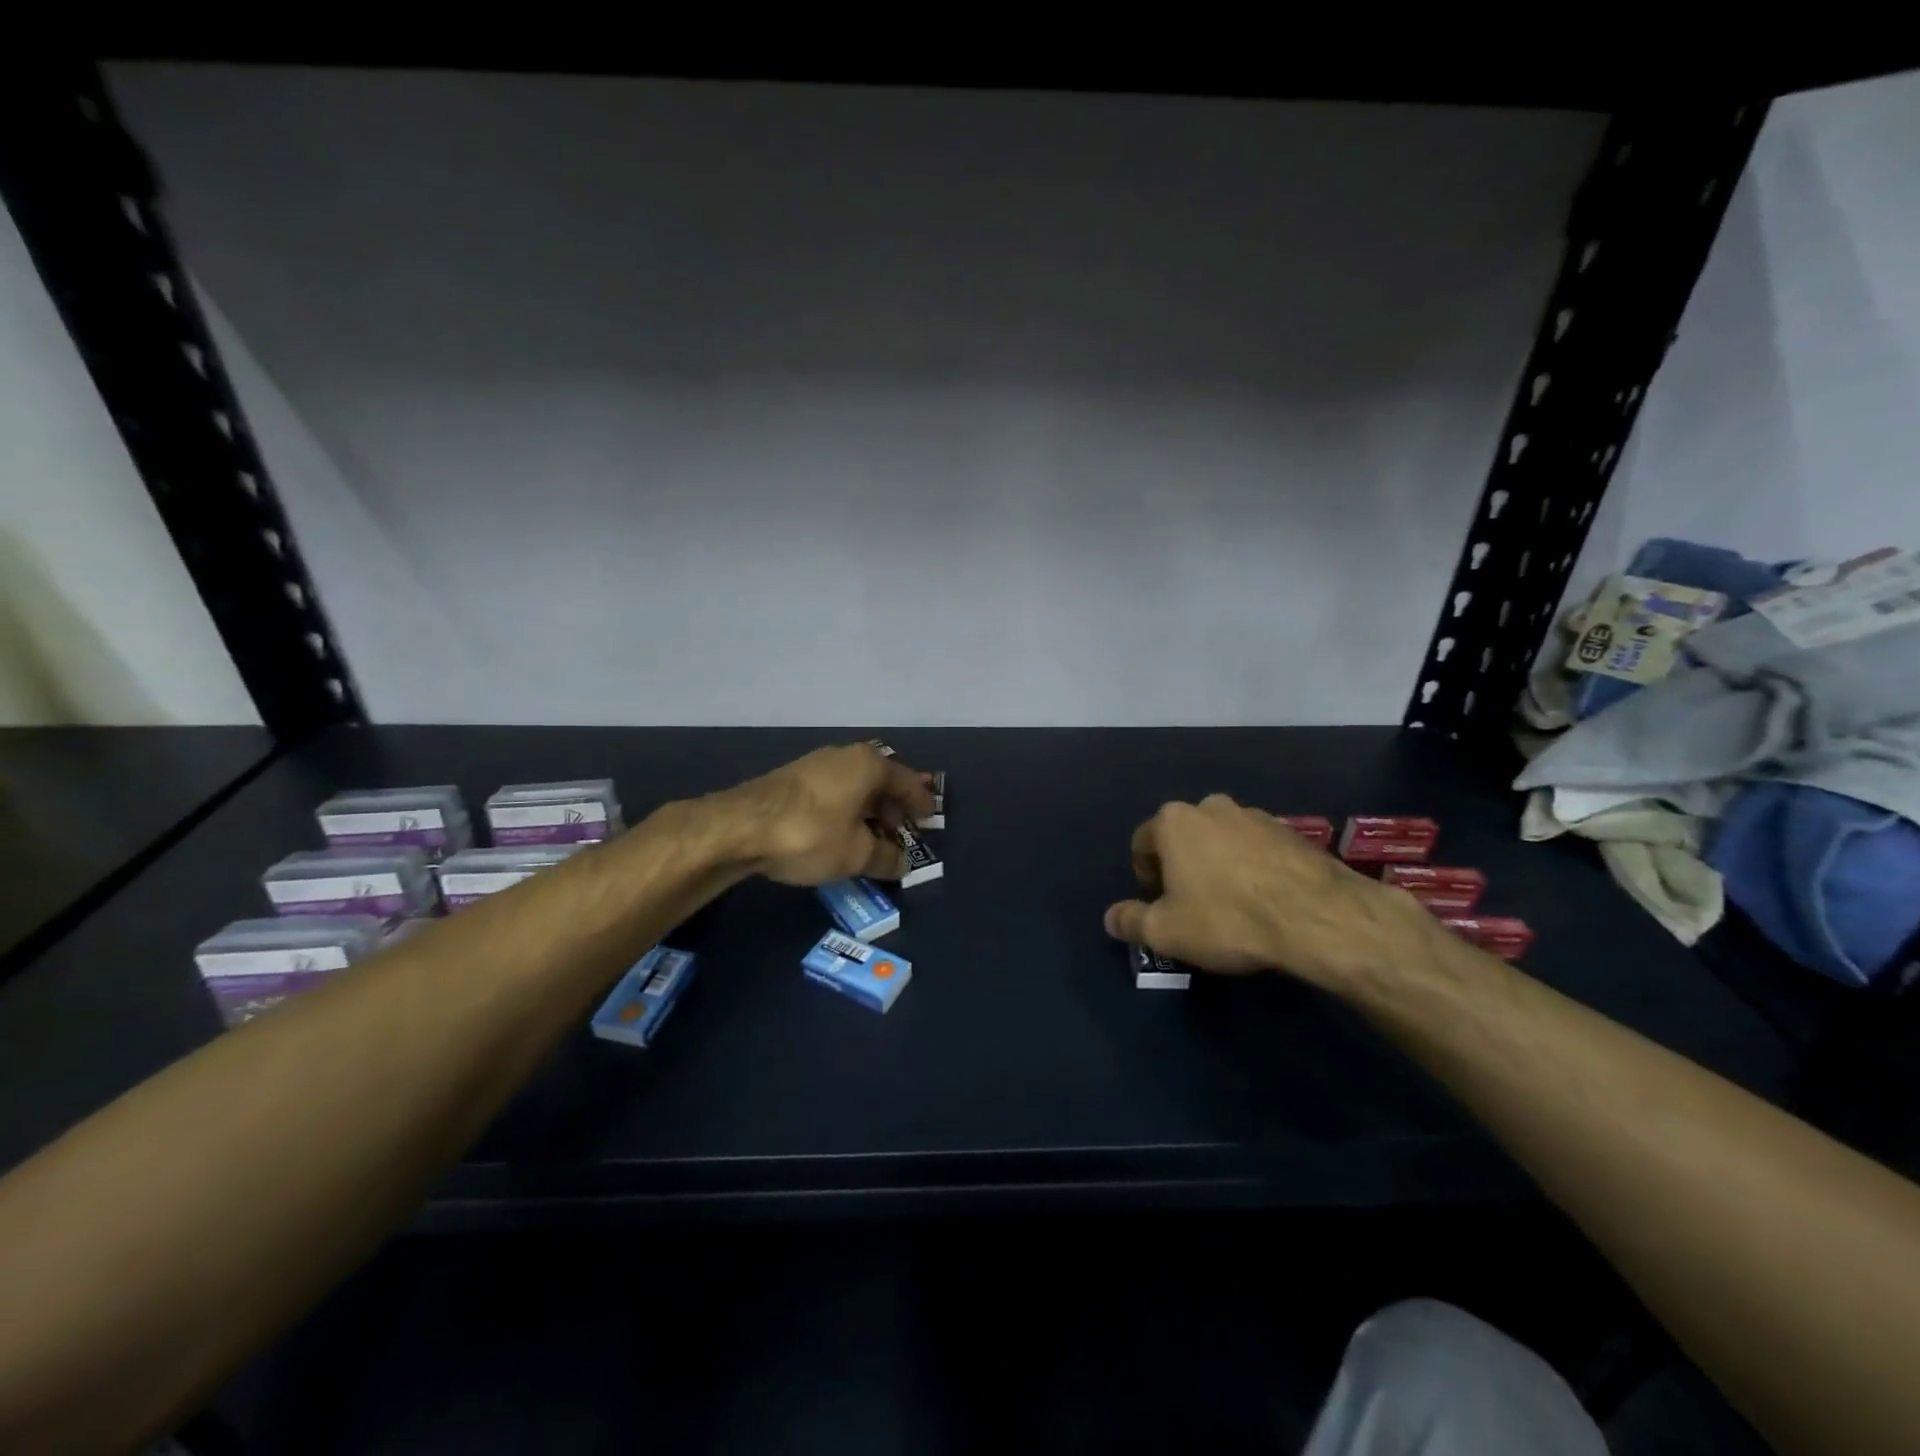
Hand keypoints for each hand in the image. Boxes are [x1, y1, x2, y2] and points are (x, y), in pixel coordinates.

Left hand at [719, 743, 936, 885]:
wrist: (740, 827)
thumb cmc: (811, 834)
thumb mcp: (856, 855)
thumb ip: (886, 858)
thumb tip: (902, 864)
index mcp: (869, 765)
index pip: (908, 782)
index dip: (921, 802)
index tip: (930, 818)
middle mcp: (845, 756)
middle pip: (880, 781)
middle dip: (894, 807)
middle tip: (903, 832)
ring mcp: (816, 765)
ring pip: (854, 787)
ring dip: (867, 811)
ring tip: (873, 837)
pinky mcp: (792, 780)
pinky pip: (833, 793)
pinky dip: (845, 811)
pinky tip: (841, 833)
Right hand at [1102, 795, 1436, 990]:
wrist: (1316, 916)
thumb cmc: (1226, 918)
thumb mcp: (1166, 931)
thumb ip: (1131, 922)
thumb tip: (1109, 918)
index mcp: (1173, 822)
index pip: (1142, 842)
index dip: (1145, 875)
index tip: (1159, 904)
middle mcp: (1211, 807)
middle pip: (1183, 837)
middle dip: (1182, 866)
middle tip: (1192, 905)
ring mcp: (1254, 815)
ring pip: (1222, 840)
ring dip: (1218, 864)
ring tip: (1232, 905)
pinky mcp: (1291, 831)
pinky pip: (1257, 849)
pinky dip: (1252, 868)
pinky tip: (1264, 901)